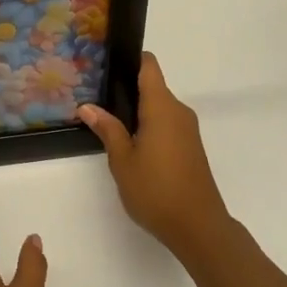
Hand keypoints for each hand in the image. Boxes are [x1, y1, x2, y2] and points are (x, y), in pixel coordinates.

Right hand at [79, 53, 236, 265]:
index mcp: (162, 107)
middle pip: (152, 86)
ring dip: (137, 110)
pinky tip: (129, 141)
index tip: (107, 63)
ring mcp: (187, 129)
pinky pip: (166, 123)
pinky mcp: (190, 146)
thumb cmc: (156, 190)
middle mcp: (178, 111)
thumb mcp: (122, 160)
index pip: (149, 66)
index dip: (130, 59)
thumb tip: (87, 106)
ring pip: (159, 107)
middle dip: (126, 89)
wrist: (198, 226)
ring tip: (107, 119)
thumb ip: (107, 129)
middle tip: (95, 96)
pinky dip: (148, 125)